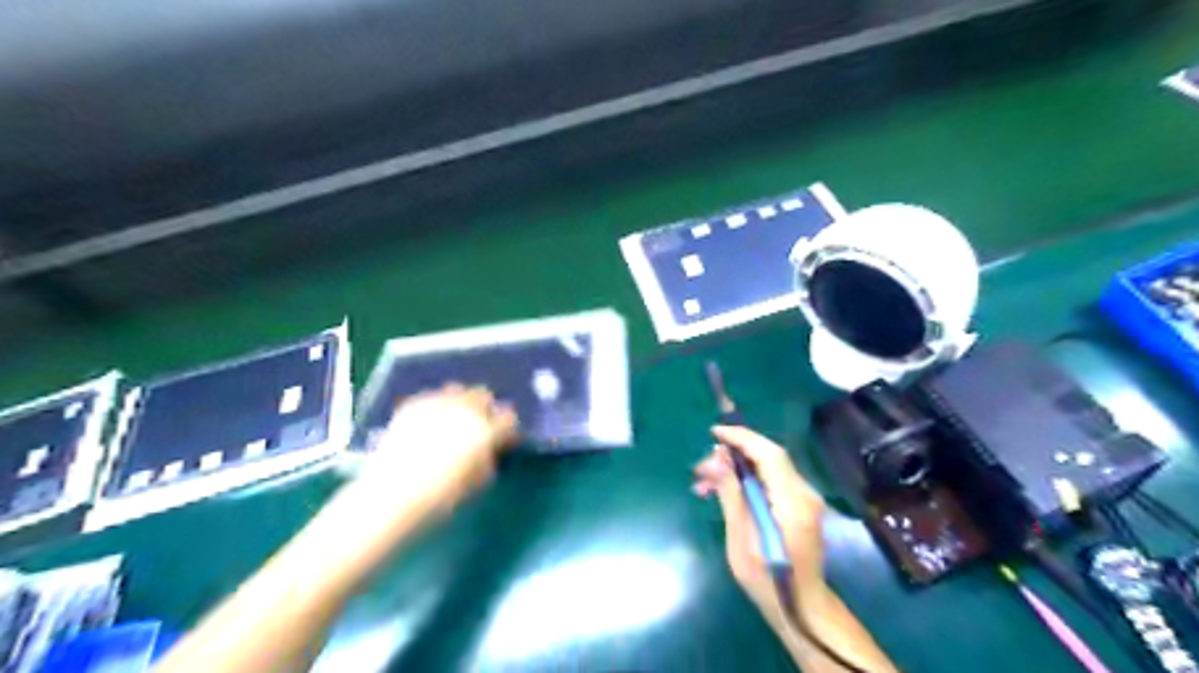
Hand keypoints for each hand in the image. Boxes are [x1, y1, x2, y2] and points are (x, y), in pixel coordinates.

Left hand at [345, 384, 516, 520]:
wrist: (391, 497)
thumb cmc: (442, 498)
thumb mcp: (478, 483)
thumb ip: (490, 458)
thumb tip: (490, 449)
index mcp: (486, 430)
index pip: (508, 418)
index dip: (508, 429)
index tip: (504, 439)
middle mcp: (465, 409)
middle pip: (483, 396)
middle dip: (485, 409)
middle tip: (480, 426)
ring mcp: (437, 403)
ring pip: (458, 391)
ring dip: (460, 403)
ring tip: (453, 420)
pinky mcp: (413, 405)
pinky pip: (432, 398)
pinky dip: (436, 407)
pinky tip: (430, 424)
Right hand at [690, 429, 829, 622]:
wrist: (801, 608)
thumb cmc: (767, 579)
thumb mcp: (741, 539)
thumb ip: (732, 495)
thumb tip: (717, 460)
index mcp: (792, 501)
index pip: (769, 454)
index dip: (742, 438)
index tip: (714, 433)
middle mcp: (804, 493)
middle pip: (769, 457)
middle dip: (733, 454)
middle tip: (701, 467)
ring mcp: (804, 499)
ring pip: (768, 468)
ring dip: (737, 468)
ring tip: (705, 483)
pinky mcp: (799, 505)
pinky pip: (771, 481)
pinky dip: (747, 480)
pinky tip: (724, 491)